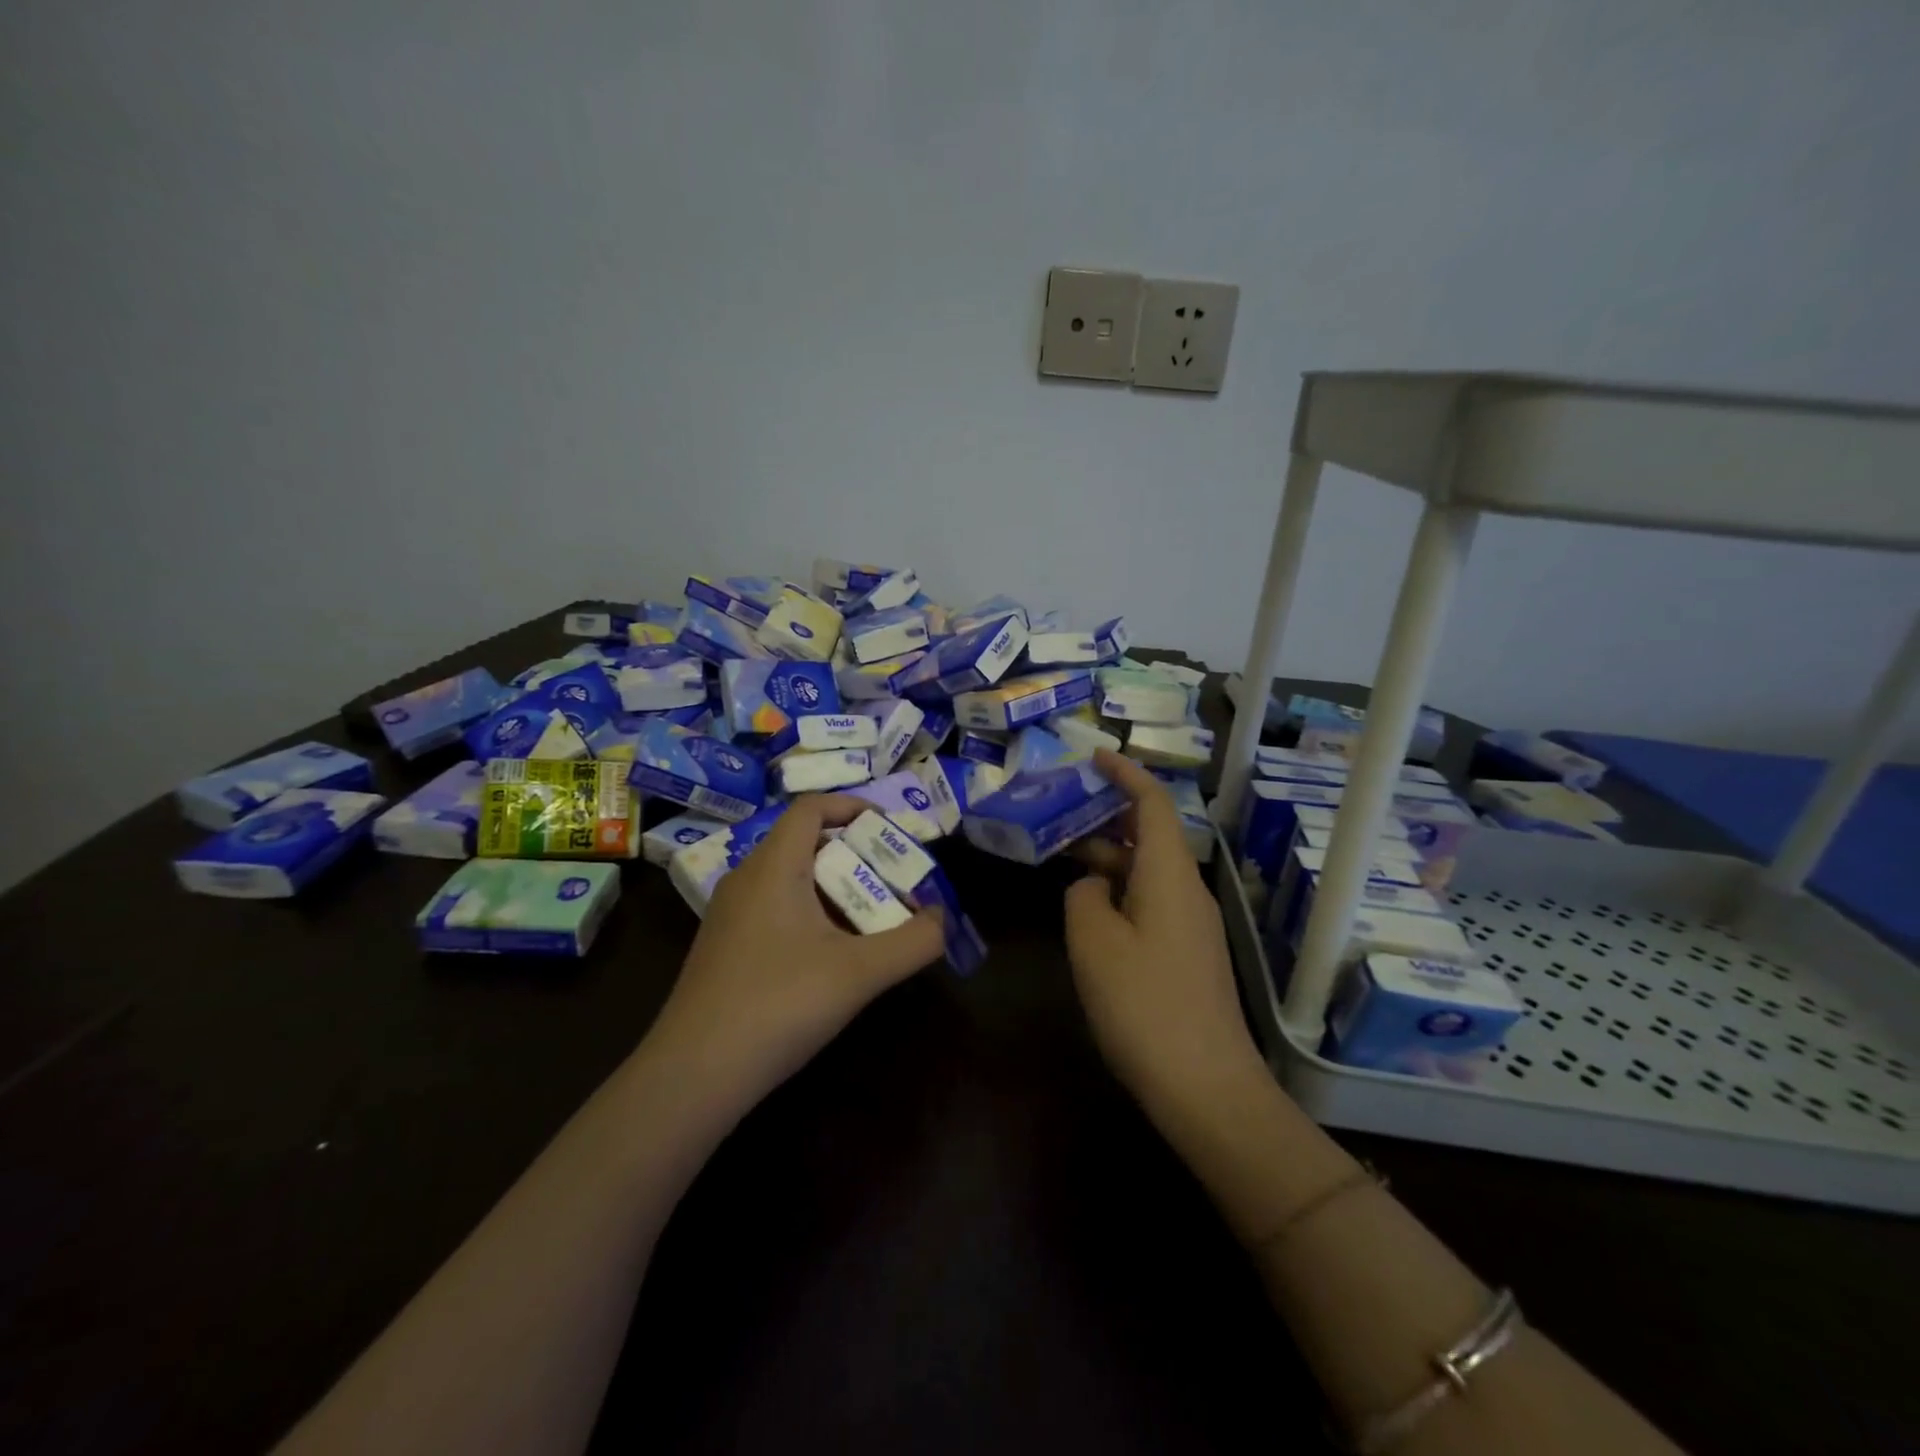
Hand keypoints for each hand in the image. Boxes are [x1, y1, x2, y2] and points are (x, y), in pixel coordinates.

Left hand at [649, 794, 943, 1107]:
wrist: (693, 1075)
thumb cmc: (778, 1005)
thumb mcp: (859, 973)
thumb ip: (913, 942)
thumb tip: (944, 919)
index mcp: (773, 866)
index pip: (810, 807)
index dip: (852, 806)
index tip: (890, 828)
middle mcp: (746, 879)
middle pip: (804, 843)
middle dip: (854, 854)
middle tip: (893, 880)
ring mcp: (729, 915)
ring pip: (789, 879)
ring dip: (834, 888)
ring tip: (871, 918)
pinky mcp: (723, 947)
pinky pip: (774, 908)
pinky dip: (809, 914)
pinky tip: (830, 956)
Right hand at [1065, 750, 1260, 1102]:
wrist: (1206, 1086)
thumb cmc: (1144, 1004)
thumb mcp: (1094, 942)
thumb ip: (1084, 897)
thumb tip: (1092, 886)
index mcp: (1168, 874)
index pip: (1153, 804)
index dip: (1126, 774)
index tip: (1095, 756)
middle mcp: (1186, 890)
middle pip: (1149, 835)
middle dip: (1107, 815)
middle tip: (1061, 808)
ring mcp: (1192, 924)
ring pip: (1147, 870)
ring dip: (1108, 857)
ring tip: (1061, 854)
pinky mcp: (1188, 954)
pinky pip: (1150, 901)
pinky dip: (1118, 890)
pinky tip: (1088, 909)